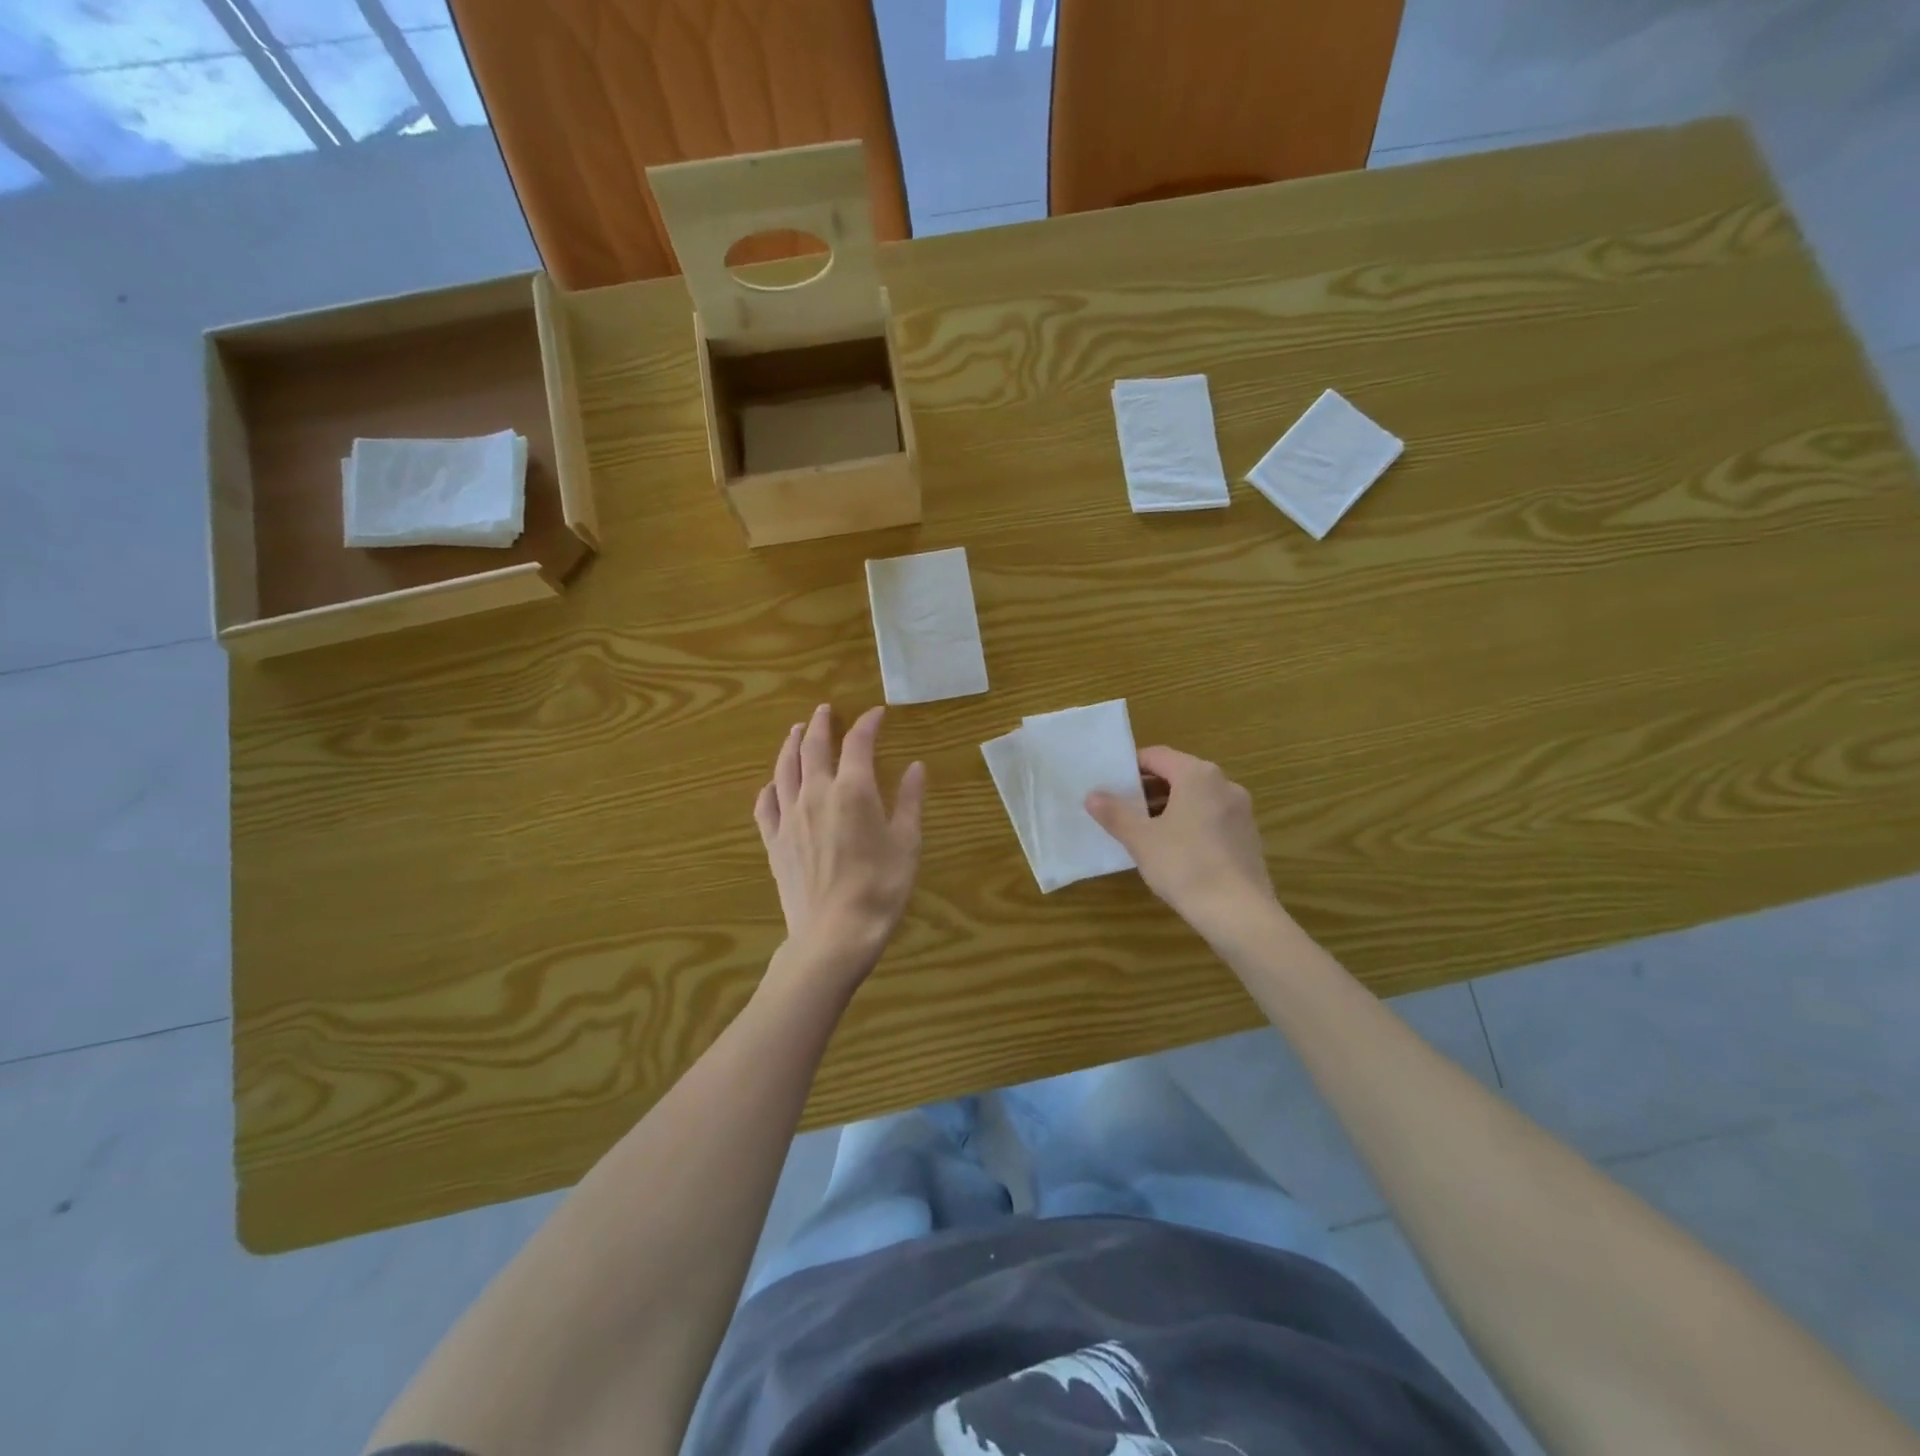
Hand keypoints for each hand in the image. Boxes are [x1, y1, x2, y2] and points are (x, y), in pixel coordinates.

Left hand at [754, 704, 925, 979]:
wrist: (835, 934)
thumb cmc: (880, 888)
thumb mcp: (907, 843)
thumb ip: (910, 800)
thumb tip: (916, 767)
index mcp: (853, 790)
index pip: (858, 743)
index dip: (867, 724)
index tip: (876, 714)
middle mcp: (816, 794)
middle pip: (812, 747)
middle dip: (820, 724)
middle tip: (824, 710)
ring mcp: (789, 817)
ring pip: (784, 769)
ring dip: (791, 745)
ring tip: (795, 731)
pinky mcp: (774, 841)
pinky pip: (765, 805)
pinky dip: (769, 787)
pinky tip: (772, 785)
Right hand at [1086, 746, 1282, 939]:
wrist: (1239, 913)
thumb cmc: (1185, 866)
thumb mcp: (1141, 839)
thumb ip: (1114, 813)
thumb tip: (1092, 795)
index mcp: (1198, 775)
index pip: (1157, 756)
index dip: (1130, 767)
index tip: (1110, 785)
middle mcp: (1224, 784)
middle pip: (1178, 775)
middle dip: (1148, 790)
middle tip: (1121, 809)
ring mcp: (1241, 811)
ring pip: (1196, 798)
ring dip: (1168, 808)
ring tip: (1143, 831)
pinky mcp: (1248, 836)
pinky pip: (1211, 818)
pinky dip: (1189, 824)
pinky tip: (1173, 851)